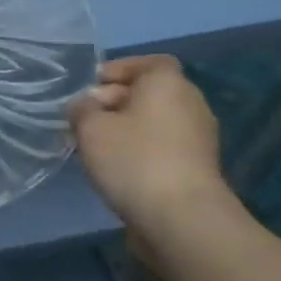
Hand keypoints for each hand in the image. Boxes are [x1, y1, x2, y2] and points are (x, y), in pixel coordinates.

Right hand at [68, 55, 227, 226]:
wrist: (181, 218)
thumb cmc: (134, 159)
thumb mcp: (90, 127)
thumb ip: (82, 108)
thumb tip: (86, 106)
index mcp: (167, 83)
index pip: (148, 63)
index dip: (119, 70)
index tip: (91, 87)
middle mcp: (190, 103)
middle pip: (149, 92)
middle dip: (115, 101)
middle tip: (84, 120)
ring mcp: (198, 137)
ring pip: (154, 121)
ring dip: (125, 128)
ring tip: (94, 146)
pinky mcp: (197, 167)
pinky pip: (162, 146)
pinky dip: (140, 150)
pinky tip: (116, 168)